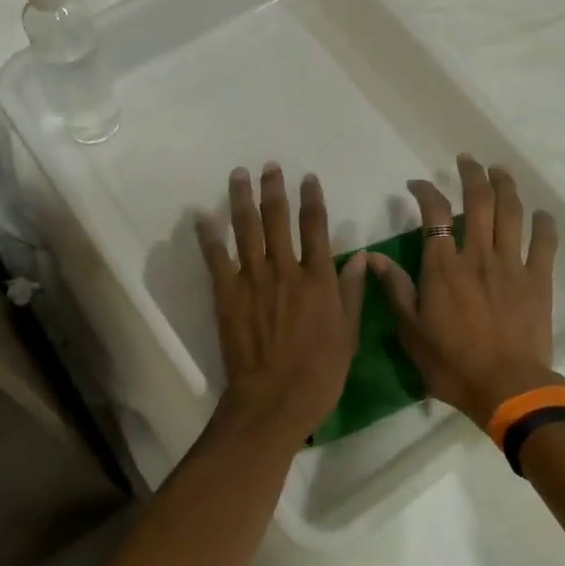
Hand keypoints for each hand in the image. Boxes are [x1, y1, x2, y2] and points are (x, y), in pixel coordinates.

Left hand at [197, 164, 367, 441]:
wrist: (275, 398)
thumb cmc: (319, 372)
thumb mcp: (349, 334)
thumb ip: (353, 293)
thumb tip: (362, 257)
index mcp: (318, 279)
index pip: (316, 228)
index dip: (312, 199)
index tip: (307, 178)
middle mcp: (286, 270)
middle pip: (277, 219)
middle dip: (273, 189)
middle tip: (268, 166)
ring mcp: (253, 280)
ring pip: (246, 230)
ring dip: (241, 199)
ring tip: (238, 175)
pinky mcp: (227, 295)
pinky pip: (216, 259)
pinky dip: (209, 237)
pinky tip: (202, 217)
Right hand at [368, 154, 560, 428]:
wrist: (506, 388)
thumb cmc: (451, 363)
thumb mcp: (410, 331)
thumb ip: (395, 290)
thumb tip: (373, 257)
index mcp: (443, 267)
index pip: (434, 215)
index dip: (425, 192)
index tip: (416, 185)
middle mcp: (477, 256)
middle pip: (478, 202)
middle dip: (471, 175)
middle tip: (466, 160)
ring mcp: (511, 266)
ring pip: (511, 214)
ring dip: (505, 187)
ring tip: (500, 170)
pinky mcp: (538, 281)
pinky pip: (544, 244)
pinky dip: (543, 225)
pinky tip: (541, 214)